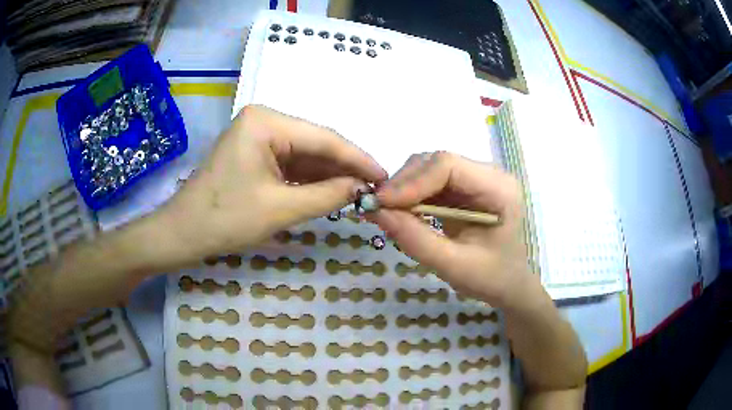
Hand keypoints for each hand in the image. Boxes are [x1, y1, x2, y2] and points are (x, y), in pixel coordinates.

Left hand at [158, 105, 386, 263]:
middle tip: (374, 188)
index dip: (358, 158)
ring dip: (329, 175)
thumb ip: (327, 196)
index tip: (385, 176)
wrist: (183, 233)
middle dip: (344, 167)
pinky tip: (331, 191)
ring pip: (305, 155)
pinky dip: (310, 180)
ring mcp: (258, 136)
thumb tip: (362, 189)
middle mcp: (264, 120)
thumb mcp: (280, 209)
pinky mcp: (255, 153)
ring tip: (359, 192)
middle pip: (315, 144)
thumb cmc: (224, 219)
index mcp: (266, 122)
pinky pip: (291, 164)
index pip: (323, 139)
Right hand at [370, 151, 530, 307]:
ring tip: (387, 212)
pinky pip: (430, 181)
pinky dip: (411, 195)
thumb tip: (376, 213)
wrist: (509, 283)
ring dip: (404, 188)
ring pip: (429, 168)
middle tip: (377, 208)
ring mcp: (476, 178)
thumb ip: (416, 240)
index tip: (382, 203)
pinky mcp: (464, 188)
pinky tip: (401, 212)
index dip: (412, 181)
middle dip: (404, 183)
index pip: (449, 166)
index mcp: (498, 189)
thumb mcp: (454, 266)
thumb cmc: (491, 278)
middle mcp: (489, 174)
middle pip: (437, 162)